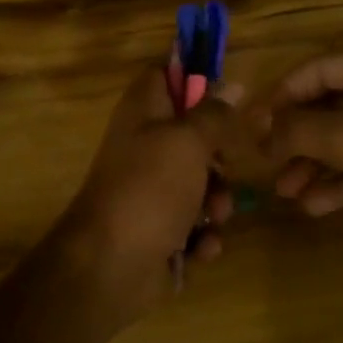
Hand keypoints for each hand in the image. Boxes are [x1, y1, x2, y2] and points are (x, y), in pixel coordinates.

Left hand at [44, 64, 240, 335]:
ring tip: (214, 217)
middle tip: (225, 168)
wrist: (109, 266)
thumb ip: (213, 114)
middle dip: (219, 157)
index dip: (195, 78)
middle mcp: (144, 148)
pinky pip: (193, 226)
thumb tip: (232, 85)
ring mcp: (150, 192)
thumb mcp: (188, 141)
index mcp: (142, 114)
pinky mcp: (159, 231)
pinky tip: (200, 248)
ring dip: (217, 203)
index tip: (227, 94)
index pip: (165, 75)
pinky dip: (201, 238)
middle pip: (193, 136)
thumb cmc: (149, 189)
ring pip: (200, 185)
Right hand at [251, 39, 342, 252]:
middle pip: (330, 105)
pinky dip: (339, 182)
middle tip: (264, 161)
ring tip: (283, 191)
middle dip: (296, 136)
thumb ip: (297, 129)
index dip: (279, 97)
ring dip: (314, 163)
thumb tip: (260, 132)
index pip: (316, 70)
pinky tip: (311, 205)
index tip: (249, 125)